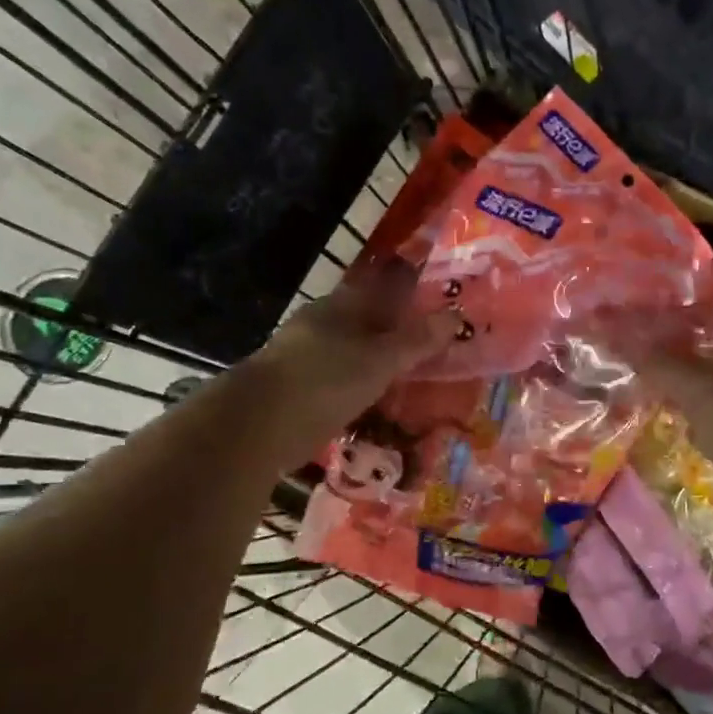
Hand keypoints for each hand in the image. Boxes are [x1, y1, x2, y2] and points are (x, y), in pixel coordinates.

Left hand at [247, 261, 461, 444]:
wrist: (256, 426)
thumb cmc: (325, 380)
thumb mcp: (380, 360)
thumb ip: (416, 340)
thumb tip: (455, 316)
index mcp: (339, 306)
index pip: (380, 288)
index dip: (408, 294)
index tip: (436, 306)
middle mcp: (320, 325)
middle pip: (365, 322)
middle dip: (394, 332)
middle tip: (430, 348)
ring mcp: (303, 358)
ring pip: (350, 353)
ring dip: (376, 364)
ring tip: (409, 379)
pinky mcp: (295, 391)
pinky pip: (338, 383)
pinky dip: (358, 389)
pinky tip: (375, 404)